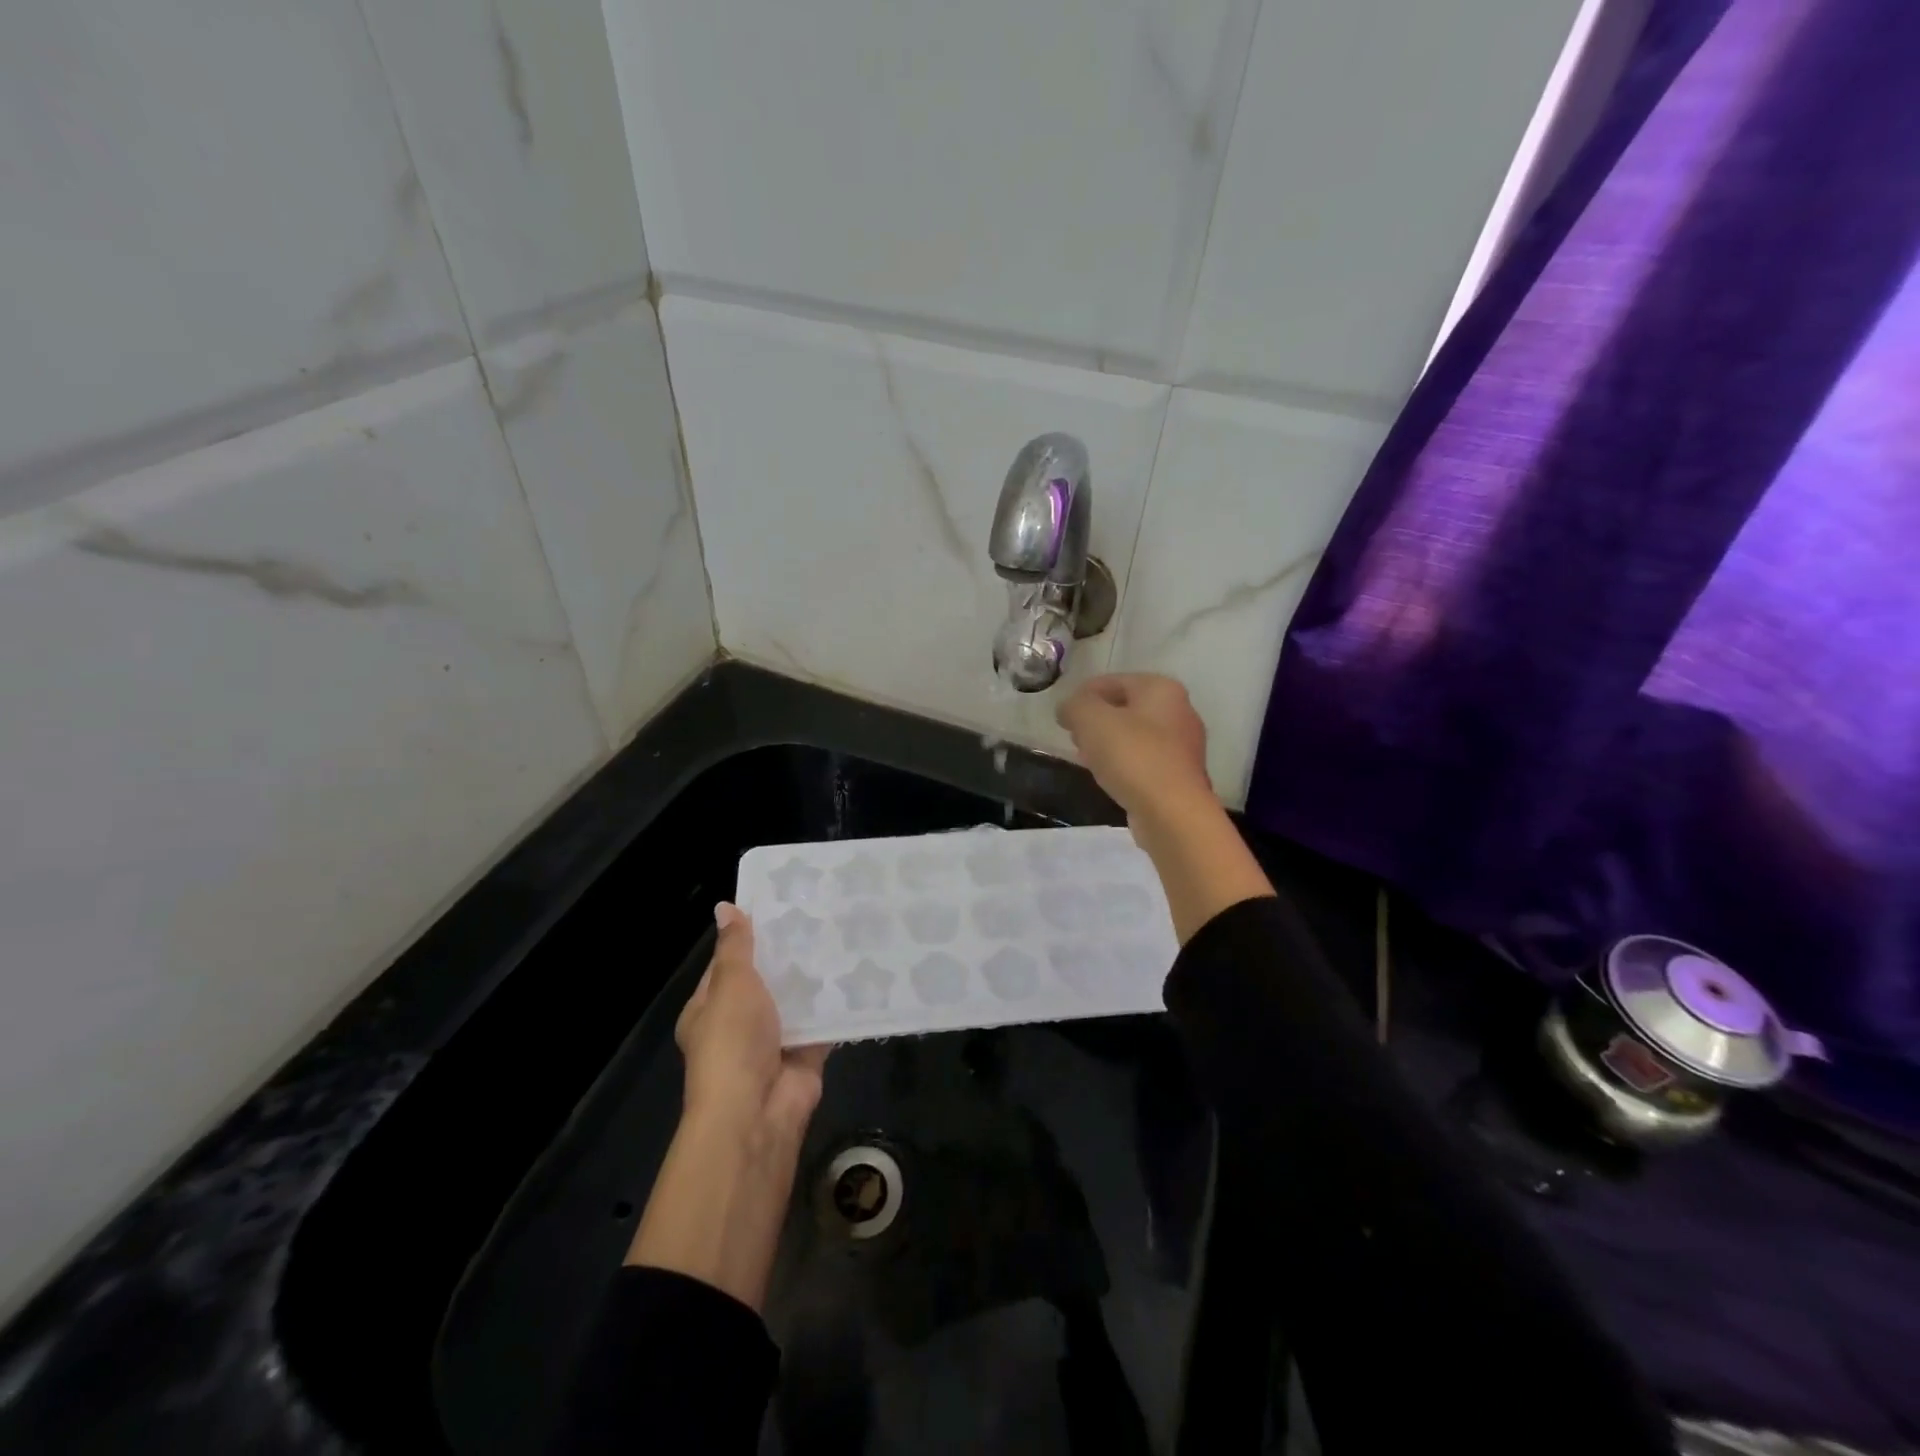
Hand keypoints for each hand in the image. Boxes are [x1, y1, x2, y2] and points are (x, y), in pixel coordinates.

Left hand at [628, 904, 828, 1309]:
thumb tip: (725, 907)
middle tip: (820, 913)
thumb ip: (736, 948)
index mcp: (709, 1009)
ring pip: (796, 1000)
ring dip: (814, 977)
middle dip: (788, 955)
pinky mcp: (805, 1053)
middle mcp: (739, 1024)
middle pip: (766, 981)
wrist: (757, 1112)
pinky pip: (823, 1021)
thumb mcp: (731, 985)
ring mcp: (774, 1040)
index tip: (779, 905)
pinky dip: (837, 1004)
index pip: (727, 964)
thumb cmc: (733, 1041)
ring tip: (843, 934)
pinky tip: (859, 972)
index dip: (748, 937)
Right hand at [1055, 674, 1213, 821]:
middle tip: (1073, 736)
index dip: (1083, 694)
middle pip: (1126, 707)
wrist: (1172, 813)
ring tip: (1085, 757)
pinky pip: (1143, 760)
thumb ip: (1074, 706)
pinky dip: (1123, 763)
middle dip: (1096, 719)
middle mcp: (1179, 711)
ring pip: (1135, 735)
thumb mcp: (1091, 720)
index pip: (1113, 681)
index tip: (1063, 715)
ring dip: (1108, 743)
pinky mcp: (1180, 776)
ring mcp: (1183, 746)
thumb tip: (1068, 708)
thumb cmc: (1132, 757)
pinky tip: (1108, 777)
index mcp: (1161, 689)